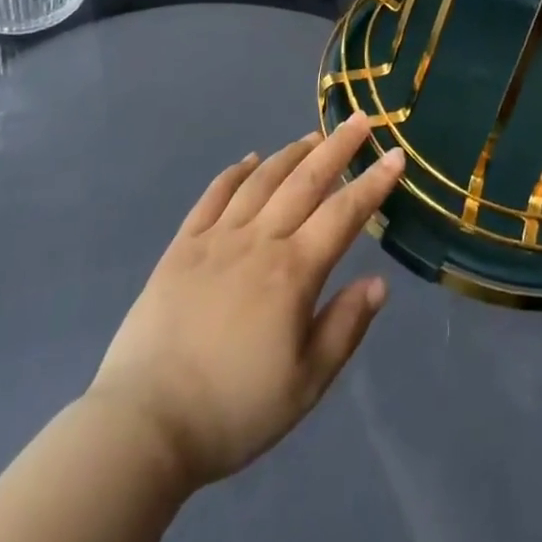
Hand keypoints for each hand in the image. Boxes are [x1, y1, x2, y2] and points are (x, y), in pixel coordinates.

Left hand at [84, 114, 404, 490]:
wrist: (146, 421)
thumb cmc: (234, 409)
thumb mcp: (305, 385)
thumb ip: (344, 327)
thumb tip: (379, 282)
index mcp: (293, 271)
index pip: (344, 214)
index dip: (373, 182)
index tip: (396, 155)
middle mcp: (259, 239)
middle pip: (305, 180)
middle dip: (337, 147)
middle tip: (359, 119)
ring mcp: (217, 236)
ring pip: (262, 179)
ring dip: (292, 153)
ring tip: (313, 136)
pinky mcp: (183, 244)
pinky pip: (214, 194)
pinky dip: (235, 171)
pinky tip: (249, 159)